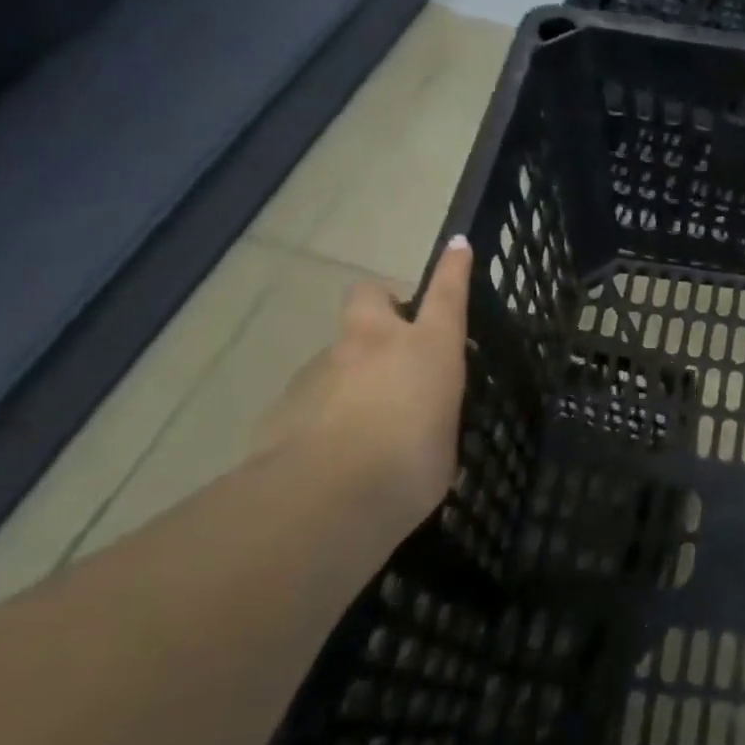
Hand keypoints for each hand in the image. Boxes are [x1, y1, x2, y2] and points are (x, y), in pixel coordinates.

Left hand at [256, 237, 472, 525]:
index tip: (457, 246)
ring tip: (364, 419)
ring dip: (352, 368)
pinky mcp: (287, 399)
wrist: (323, 498)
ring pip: (339, 349)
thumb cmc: (410, 468)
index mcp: (428, 348)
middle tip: (392, 337)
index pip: (447, 293)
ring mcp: (326, 366)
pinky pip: (313, 392)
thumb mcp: (444, 446)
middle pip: (370, 294)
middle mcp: (376, 343)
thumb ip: (434, 423)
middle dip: (380, 304)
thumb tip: (428, 431)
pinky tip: (331, 448)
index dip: (453, 267)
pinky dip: (324, 408)